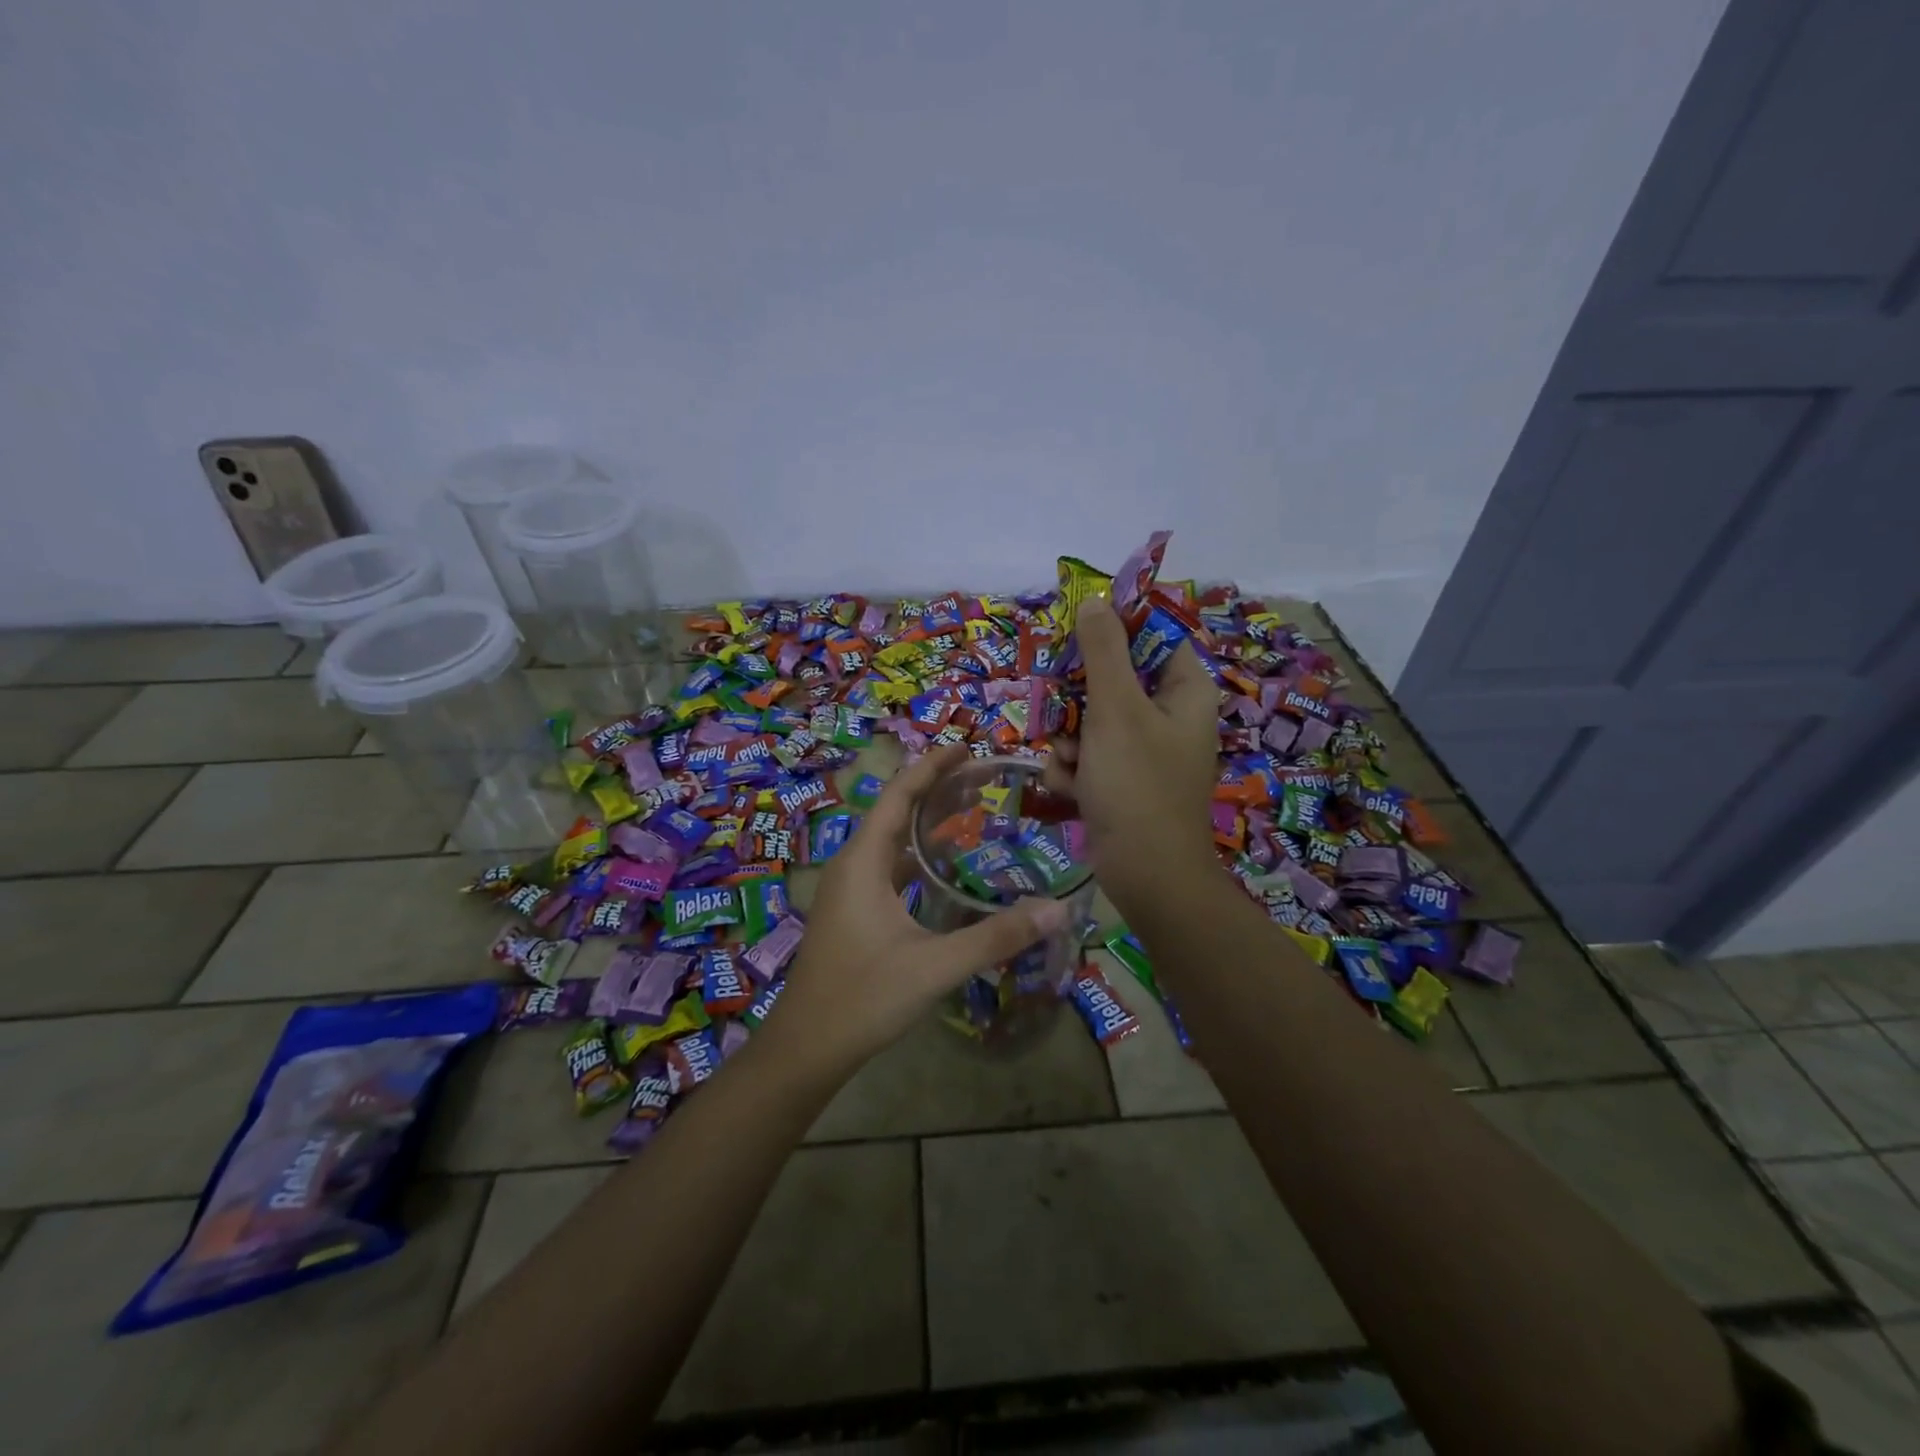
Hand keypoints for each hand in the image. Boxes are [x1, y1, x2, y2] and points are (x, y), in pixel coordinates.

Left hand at [762, 744, 1072, 1076]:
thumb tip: (1056, 910)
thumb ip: (995, 937)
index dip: (932, 768)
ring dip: (928, 822)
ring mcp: (849, 890)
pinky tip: (944, 865)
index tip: (967, 748)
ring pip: (892, 840)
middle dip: (937, 789)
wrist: (806, 1048)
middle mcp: (852, 865)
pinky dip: (918, 854)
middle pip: (896, 811)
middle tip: (984, 776)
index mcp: (862, 862)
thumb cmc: (862, 998)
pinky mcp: (853, 912)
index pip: (898, 796)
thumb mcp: (934, 966)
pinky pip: (889, 866)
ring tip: (971, 808)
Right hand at [1043, 595, 1219, 909]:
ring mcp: (1143, 749)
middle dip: (1075, 701)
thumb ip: (1103, 651)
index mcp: (1183, 688)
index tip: (1073, 640)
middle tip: (1061, 713)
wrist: (1145, 873)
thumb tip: (1095, 599)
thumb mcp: (1116, 709)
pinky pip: (1087, 754)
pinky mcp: (1122, 778)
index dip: (1110, 633)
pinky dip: (1072, 768)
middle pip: (1109, 677)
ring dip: (1066, 739)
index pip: (1149, 635)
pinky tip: (1070, 788)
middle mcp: (1167, 713)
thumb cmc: (1137, 783)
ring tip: (1068, 762)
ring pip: (1088, 718)